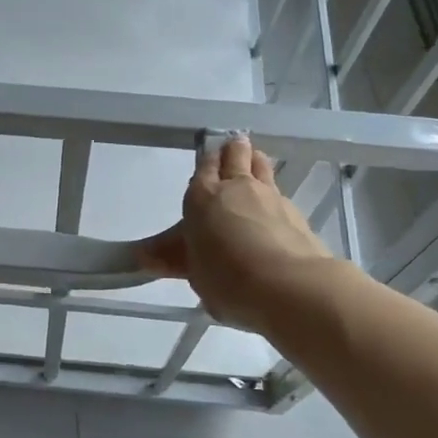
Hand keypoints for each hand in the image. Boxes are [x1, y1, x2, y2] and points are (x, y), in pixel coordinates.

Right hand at [141, 135, 335, 334]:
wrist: (289, 287)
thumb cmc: (228, 279)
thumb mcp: (194, 273)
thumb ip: (173, 259)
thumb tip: (140, 255)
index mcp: (203, 197)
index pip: (205, 166)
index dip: (207, 162)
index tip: (209, 162)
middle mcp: (237, 187)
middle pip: (236, 154)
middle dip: (233, 150)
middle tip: (232, 151)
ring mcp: (271, 196)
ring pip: (262, 165)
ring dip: (256, 163)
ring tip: (254, 167)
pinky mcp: (297, 213)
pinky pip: (281, 193)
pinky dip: (275, 197)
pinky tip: (274, 212)